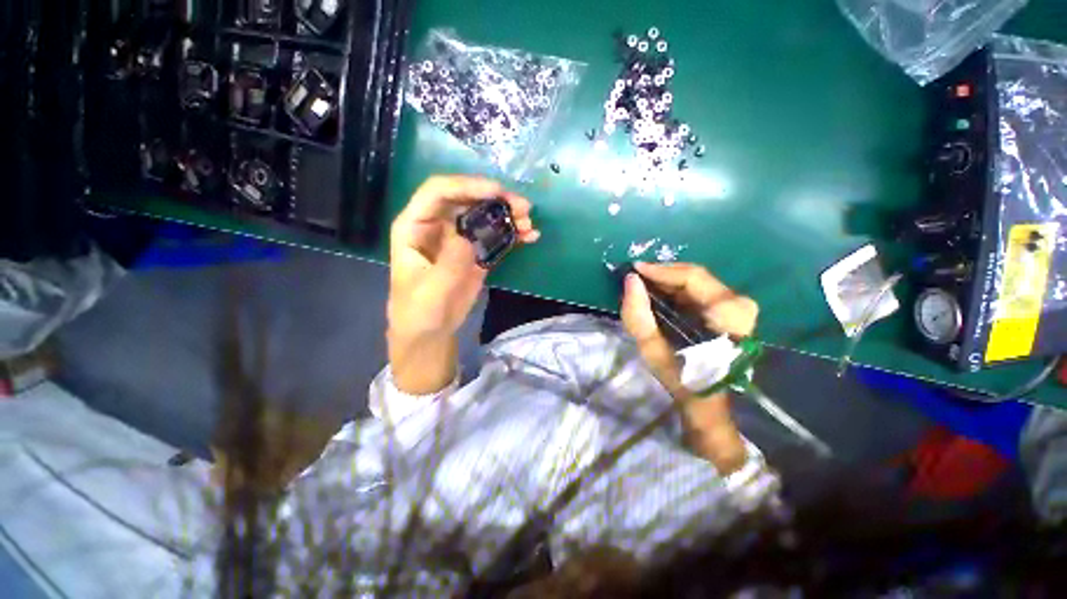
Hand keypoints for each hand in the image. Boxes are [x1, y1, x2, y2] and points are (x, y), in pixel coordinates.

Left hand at [387, 175, 538, 393]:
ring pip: (484, 213)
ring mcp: (458, 237)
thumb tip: (469, 238)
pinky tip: (530, 237)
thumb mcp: (431, 291)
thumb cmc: (420, 311)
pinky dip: (513, 233)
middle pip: (467, 197)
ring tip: (529, 224)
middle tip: (523, 208)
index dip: (468, 185)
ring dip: (508, 214)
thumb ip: (449, 263)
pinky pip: (495, 234)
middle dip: (496, 197)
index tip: (498, 192)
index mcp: (415, 225)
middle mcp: (437, 224)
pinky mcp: (475, 251)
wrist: (430, 331)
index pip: (438, 191)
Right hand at [620, 262, 758, 471]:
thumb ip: (638, 316)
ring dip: (667, 282)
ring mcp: (738, 308)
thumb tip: (629, 280)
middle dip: (662, 275)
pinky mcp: (731, 312)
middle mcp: (739, 305)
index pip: (693, 277)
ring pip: (697, 282)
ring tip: (643, 285)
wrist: (710, 404)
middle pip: (695, 276)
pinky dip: (676, 291)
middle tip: (636, 278)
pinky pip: (699, 291)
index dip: (660, 270)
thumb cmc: (683, 381)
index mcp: (728, 314)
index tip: (634, 269)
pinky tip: (658, 295)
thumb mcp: (654, 352)